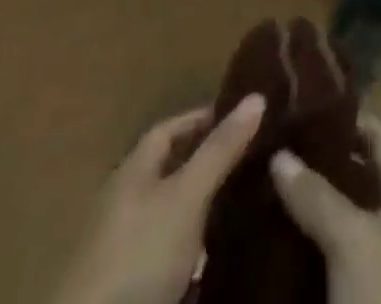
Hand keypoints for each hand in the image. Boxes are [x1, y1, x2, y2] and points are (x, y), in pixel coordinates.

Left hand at [53, 95, 266, 303]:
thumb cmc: (139, 256)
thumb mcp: (187, 197)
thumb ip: (220, 149)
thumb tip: (257, 95)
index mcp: (132, 172)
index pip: (170, 129)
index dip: (204, 119)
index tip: (242, 118)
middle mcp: (125, 204)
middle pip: (171, 172)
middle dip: (209, 164)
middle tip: (253, 160)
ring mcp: (124, 250)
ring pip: (172, 216)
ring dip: (204, 210)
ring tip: (245, 207)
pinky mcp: (130, 289)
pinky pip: (169, 256)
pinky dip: (194, 251)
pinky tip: (218, 258)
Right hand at [270, 115, 380, 303]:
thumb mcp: (353, 242)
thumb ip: (317, 196)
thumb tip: (279, 153)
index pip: (379, 137)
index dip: (344, 120)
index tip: (304, 106)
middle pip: (363, 178)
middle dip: (323, 166)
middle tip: (278, 151)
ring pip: (352, 219)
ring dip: (319, 207)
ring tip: (273, 191)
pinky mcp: (378, 297)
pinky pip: (347, 257)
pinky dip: (322, 245)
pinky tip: (287, 243)